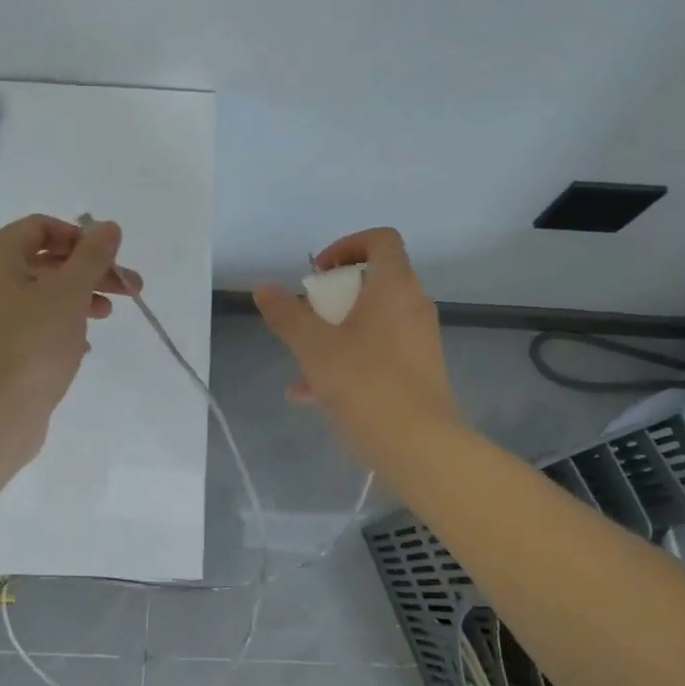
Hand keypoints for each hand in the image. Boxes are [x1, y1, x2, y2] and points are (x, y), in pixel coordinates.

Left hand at [0, 215, 139, 442]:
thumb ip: (93, 256)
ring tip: (109, 315)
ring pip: (43, 292)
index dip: (81, 237)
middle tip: (130, 287)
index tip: (111, 258)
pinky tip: (85, 343)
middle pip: (46, 260)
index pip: (41, 227)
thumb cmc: (32, 343)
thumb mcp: (70, 293)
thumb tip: (109, 226)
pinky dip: (62, 323)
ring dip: (81, 296)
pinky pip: (34, 321)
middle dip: (90, 271)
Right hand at [252, 228, 457, 450]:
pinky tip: (312, 395)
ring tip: (302, 361)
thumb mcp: (314, 347)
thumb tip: (264, 290)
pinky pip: (379, 353)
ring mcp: (419, 341)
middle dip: (333, 297)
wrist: (418, 445)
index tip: (319, 272)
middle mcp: (413, 306)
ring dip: (336, 333)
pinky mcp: (419, 372)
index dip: (347, 245)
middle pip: (374, 282)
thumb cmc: (365, 383)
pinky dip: (349, 361)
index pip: (381, 240)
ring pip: (373, 322)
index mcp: (394, 287)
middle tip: (308, 315)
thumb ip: (288, 315)